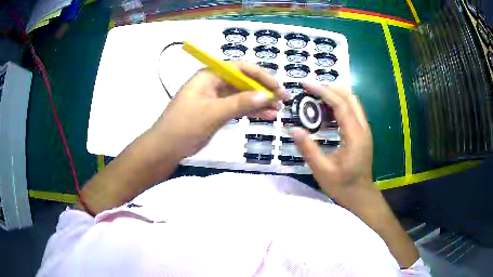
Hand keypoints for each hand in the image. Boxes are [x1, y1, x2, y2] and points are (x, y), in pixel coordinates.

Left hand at [155, 61, 285, 158]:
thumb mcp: (212, 113)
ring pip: (243, 96)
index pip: (240, 68)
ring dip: (260, 102)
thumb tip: (267, 95)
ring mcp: (216, 98)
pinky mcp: (217, 112)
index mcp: (210, 75)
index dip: (261, 75)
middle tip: (284, 99)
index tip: (277, 87)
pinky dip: (251, 112)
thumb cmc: (184, 126)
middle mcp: (214, 83)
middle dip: (264, 90)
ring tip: (279, 110)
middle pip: (244, 81)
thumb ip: (240, 103)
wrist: (166, 148)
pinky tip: (267, 116)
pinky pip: (238, 108)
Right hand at [291, 83, 374, 205]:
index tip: (306, 84)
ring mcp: (364, 130)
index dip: (323, 91)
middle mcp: (363, 128)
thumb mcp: (322, 171)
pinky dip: (338, 107)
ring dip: (334, 96)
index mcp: (355, 136)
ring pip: (351, 102)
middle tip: (309, 90)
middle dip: (329, 89)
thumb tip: (293, 129)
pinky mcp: (362, 133)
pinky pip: (351, 112)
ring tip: (314, 101)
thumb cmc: (343, 186)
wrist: (361, 195)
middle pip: (349, 97)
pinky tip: (324, 116)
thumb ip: (308, 149)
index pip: (340, 104)